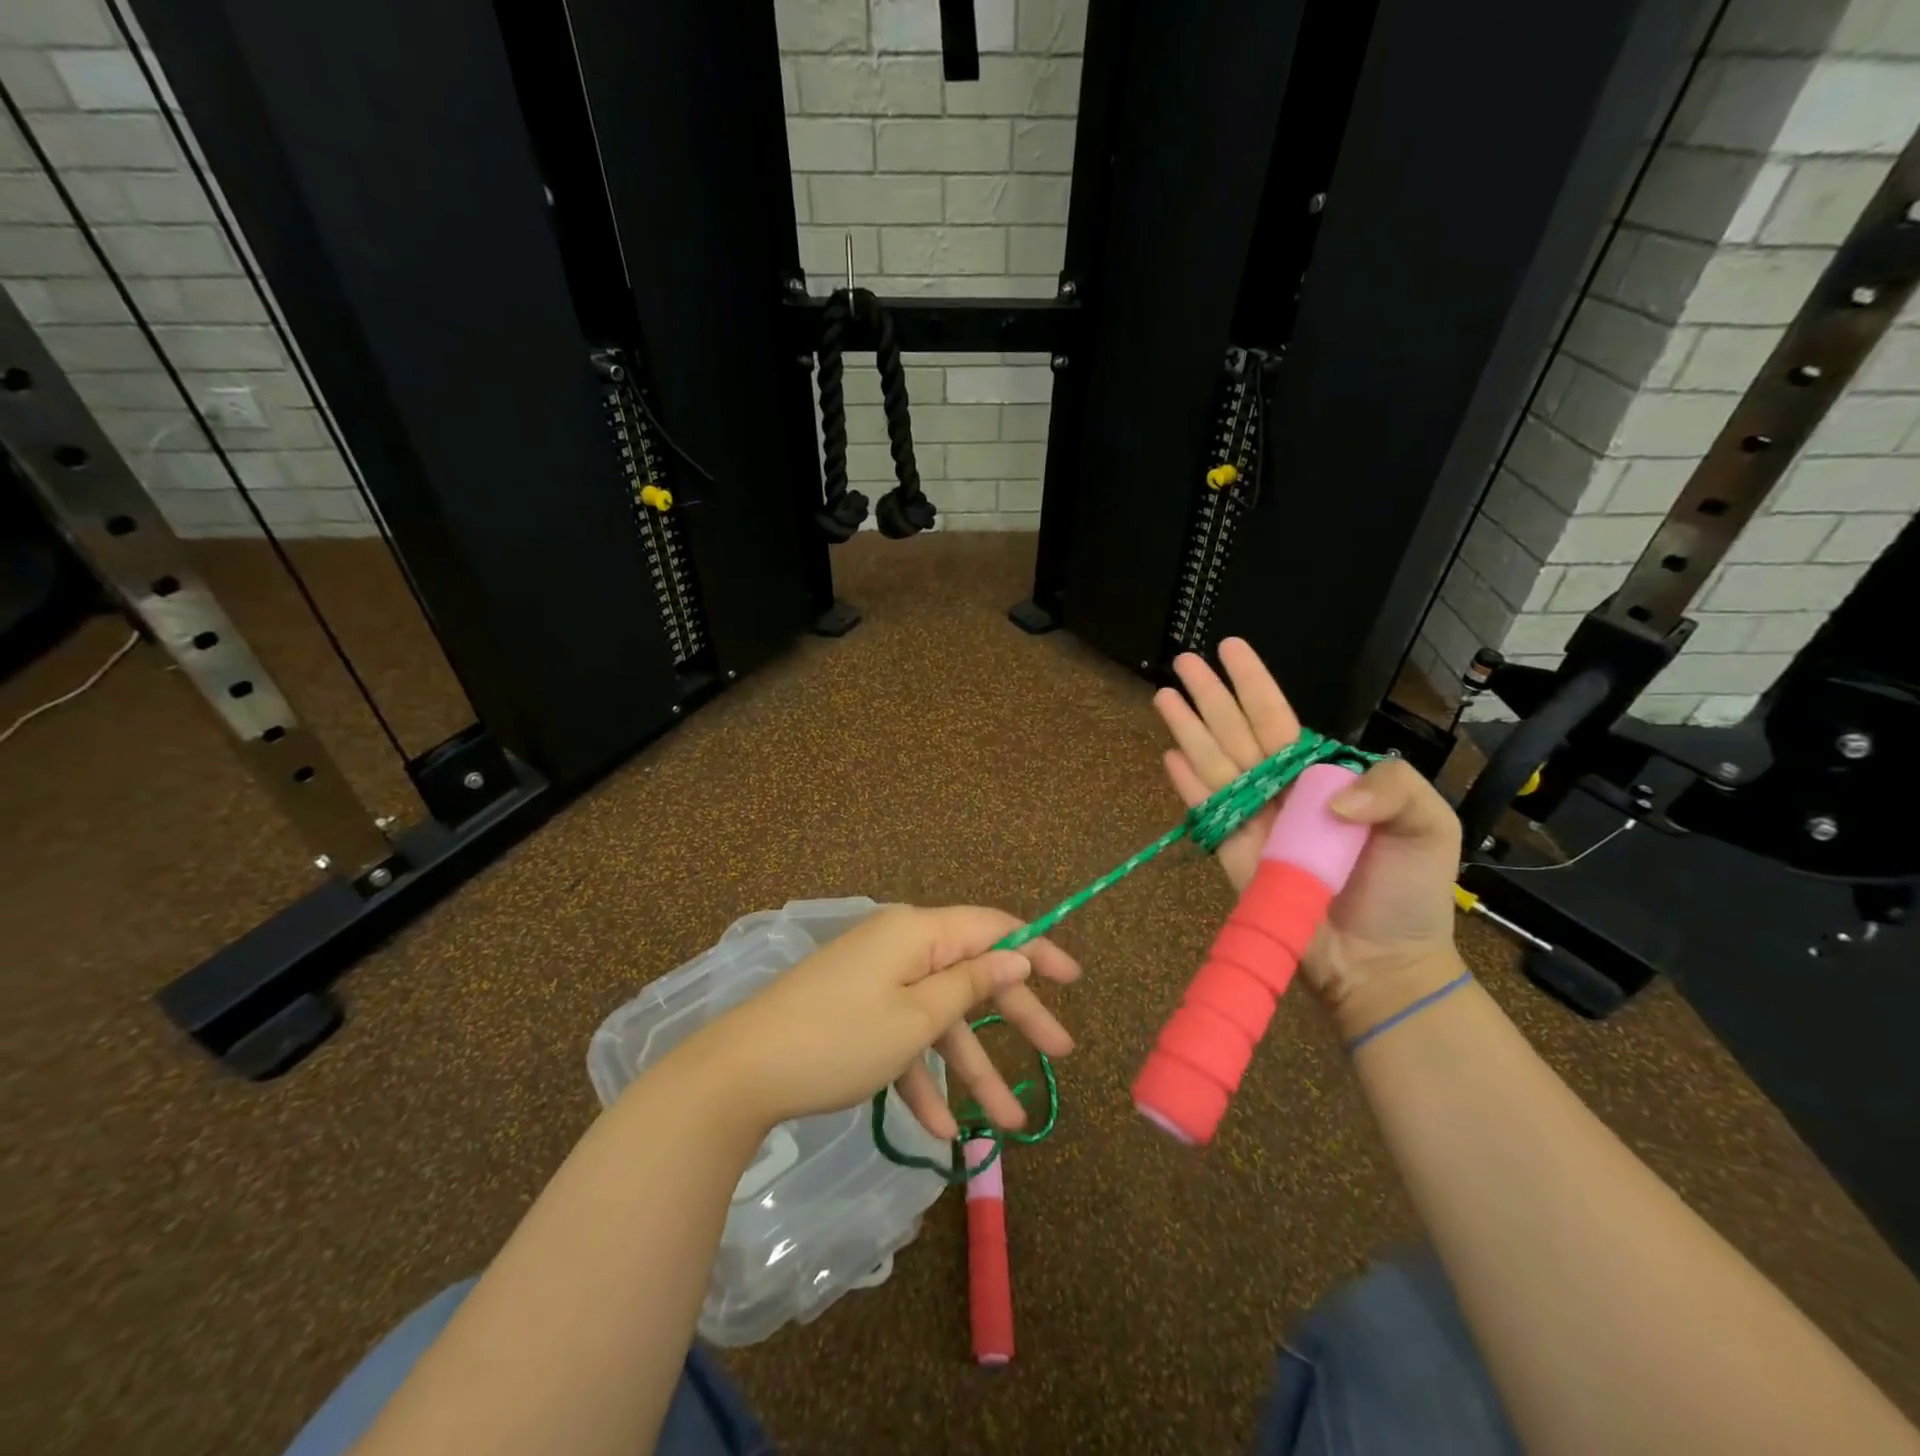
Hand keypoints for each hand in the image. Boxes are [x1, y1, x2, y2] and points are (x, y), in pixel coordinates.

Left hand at [679, 905, 1080, 1139]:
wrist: (740, 1074)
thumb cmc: (839, 1039)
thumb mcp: (915, 1018)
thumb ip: (970, 984)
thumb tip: (1015, 955)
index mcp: (917, 933)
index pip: (992, 928)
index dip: (1036, 950)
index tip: (1074, 979)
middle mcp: (900, 947)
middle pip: (972, 976)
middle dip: (1016, 1018)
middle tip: (1061, 1054)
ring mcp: (877, 981)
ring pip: (939, 1018)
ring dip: (971, 1068)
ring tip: (1009, 1123)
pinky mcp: (857, 1012)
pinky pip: (903, 1037)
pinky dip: (922, 1076)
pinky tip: (938, 1130)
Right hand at [1154, 639, 1463, 1038]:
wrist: (1381, 962)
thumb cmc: (1407, 892)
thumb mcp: (1428, 826)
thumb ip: (1392, 789)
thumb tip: (1321, 794)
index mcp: (1320, 776)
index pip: (1279, 718)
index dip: (1253, 683)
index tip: (1231, 648)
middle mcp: (1280, 790)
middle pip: (1236, 732)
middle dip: (1210, 695)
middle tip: (1182, 660)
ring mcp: (1253, 821)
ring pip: (1214, 763)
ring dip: (1188, 728)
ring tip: (1163, 695)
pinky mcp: (1233, 855)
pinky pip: (1207, 812)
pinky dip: (1187, 785)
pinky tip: (1169, 755)